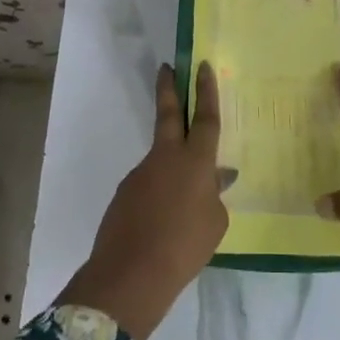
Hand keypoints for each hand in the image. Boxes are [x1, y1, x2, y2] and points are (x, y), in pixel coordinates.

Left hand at [61, 63, 226, 339]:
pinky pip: (149, 184)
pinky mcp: (125, 193)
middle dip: (169, 89)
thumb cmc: (185, 247)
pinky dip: (159, 194)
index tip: (201, 66)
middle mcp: (166, 158)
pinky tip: (165, 221)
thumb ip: (214, 195)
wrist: (131, 273)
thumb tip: (215, 178)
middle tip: (167, 67)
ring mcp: (141, 173)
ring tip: (184, 202)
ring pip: (161, 158)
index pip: (204, 118)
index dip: (206, 91)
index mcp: (195, 161)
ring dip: (172, 166)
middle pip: (168, 114)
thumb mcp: (215, 223)